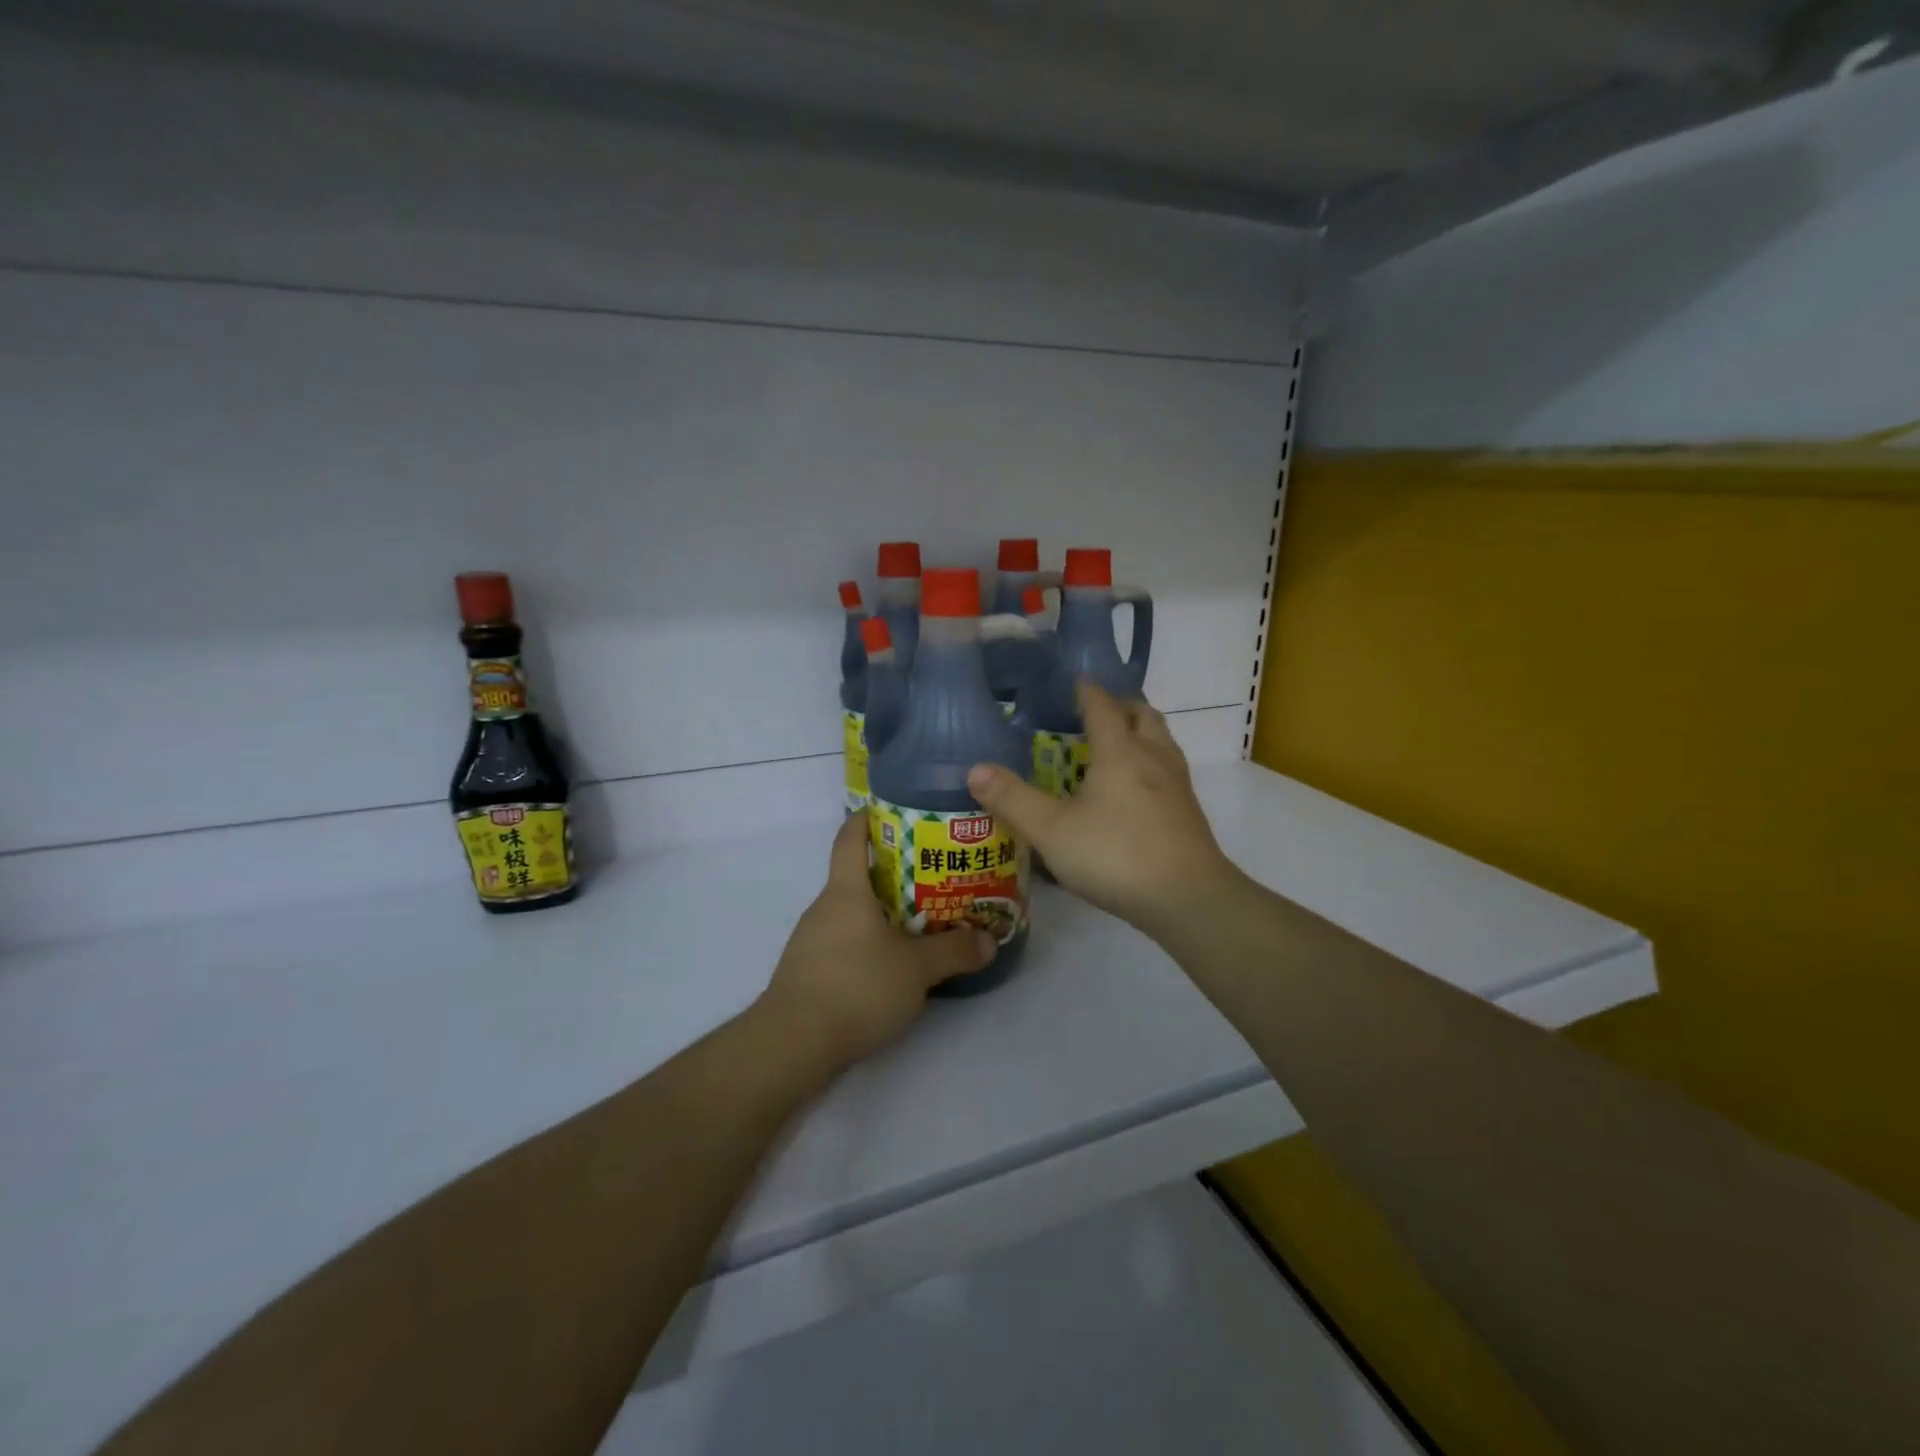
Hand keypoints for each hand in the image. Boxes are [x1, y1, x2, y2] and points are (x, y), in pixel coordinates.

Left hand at [756, 814, 995, 1075]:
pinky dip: (868, 943)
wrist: (793, 1044)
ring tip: (921, 921)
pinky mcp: (808, 972)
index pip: (850, 837)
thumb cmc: (856, 987)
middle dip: (893, 872)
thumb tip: (988, 941)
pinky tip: (892, 965)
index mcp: (845, 891)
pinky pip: (843, 942)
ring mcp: (811, 941)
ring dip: (882, 912)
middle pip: (856, 876)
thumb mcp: (916, 970)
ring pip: (851, 913)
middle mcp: (824, 908)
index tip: (893, 810)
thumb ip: (954, 952)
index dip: (868, 818)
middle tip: (933, 875)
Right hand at [968, 682, 1237, 936]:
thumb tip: (975, 769)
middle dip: (1119, 705)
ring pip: (1161, 740)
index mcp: (1120, 751)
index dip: (1087, 690)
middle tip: (1094, 713)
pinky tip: (1134, 791)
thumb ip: (1013, 799)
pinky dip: (1150, 762)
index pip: (1103, 706)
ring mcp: (1177, 784)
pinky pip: (1169, 769)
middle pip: (1142, 714)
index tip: (1074, 682)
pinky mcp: (1188, 812)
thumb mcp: (1052, 831)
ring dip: (1139, 732)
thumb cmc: (1116, 855)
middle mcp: (1153, 757)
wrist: (1188, 898)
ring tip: (1114, 746)